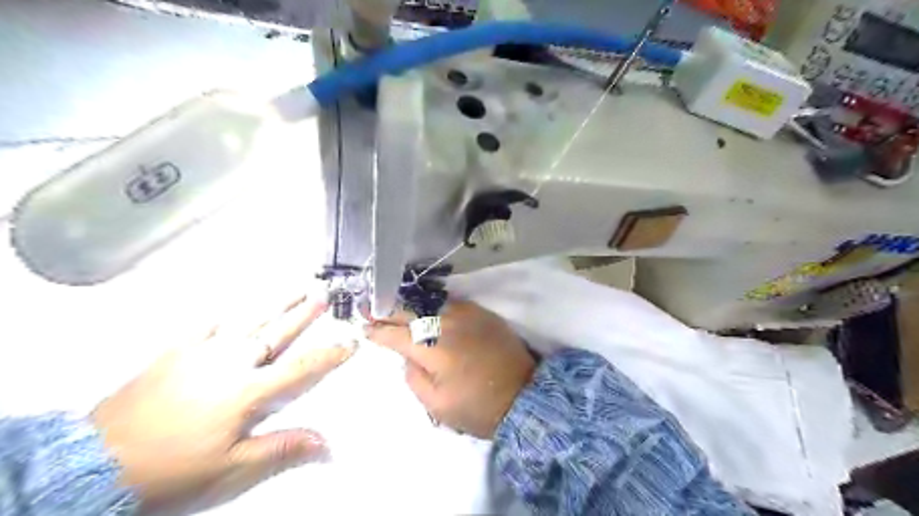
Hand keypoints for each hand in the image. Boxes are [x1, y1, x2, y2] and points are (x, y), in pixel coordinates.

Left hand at [91, 297, 353, 513]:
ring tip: (293, 288)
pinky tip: (234, 305)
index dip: (329, 355)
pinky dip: (224, 313)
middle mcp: (231, 364)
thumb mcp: (231, 468)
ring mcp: (202, 353)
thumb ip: (281, 448)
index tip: (349, 342)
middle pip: (277, 333)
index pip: (301, 368)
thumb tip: (325, 443)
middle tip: (322, 294)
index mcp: (248, 391)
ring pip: (248, 321)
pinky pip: (205, 324)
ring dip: (275, 304)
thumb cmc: (171, 468)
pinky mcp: (176, 352)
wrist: (96, 462)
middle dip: (304, 313)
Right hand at [368, 302, 534, 438]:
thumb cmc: (478, 407)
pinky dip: (432, 304)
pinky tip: (424, 306)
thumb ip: (414, 377)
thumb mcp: (437, 405)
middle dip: (387, 310)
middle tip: (368, 307)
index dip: (378, 332)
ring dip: (408, 304)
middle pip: (410, 311)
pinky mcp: (481, 312)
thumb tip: (409, 356)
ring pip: (429, 302)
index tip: (364, 329)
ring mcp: (466, 313)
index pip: (397, 335)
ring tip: (392, 305)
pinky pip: (450, 302)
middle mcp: (447, 324)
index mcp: (434, 349)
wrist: (524, 395)